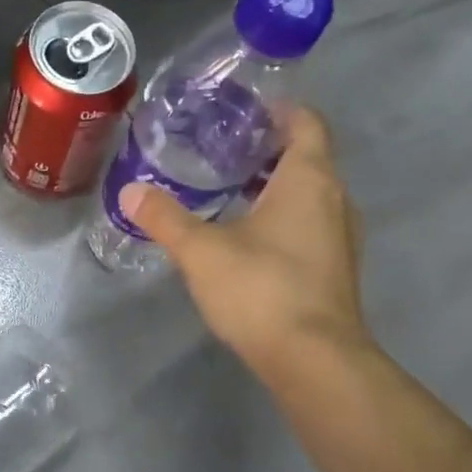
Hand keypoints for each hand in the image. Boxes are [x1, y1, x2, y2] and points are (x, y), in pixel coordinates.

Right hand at [119, 105, 370, 381]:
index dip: (278, 110)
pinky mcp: (335, 268)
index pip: (306, 122)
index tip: (241, 111)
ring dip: (274, 186)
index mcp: (309, 179)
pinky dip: (283, 216)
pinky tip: (247, 236)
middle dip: (266, 149)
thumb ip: (165, 217)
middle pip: (307, 157)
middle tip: (219, 149)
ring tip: (227, 189)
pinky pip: (310, 223)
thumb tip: (131, 191)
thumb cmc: (262, 289)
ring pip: (309, 194)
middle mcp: (335, 199)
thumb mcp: (202, 251)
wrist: (314, 361)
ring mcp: (341, 236)